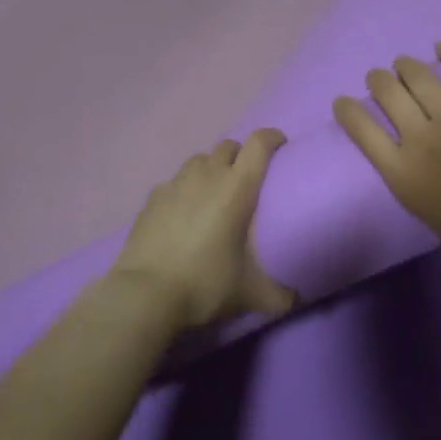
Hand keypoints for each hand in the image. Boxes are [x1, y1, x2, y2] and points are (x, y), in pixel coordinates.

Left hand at [109, 130, 295, 329]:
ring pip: (199, 160)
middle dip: (240, 156)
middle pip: (228, 146)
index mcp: (237, 188)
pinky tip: (183, 213)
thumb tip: (295, 300)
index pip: (259, 143)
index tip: (280, 147)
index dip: (272, 138)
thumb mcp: (250, 294)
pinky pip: (174, 182)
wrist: (145, 294)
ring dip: (211, 169)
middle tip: (246, 180)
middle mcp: (207, 176)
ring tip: (213, 194)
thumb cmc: (205, 284)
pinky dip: (184, 190)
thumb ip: (280, 295)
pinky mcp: (151, 198)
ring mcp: (175, 184)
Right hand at [333, 43, 440, 294]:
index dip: (347, 111)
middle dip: (377, 81)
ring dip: (405, 65)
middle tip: (379, 81)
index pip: (361, 131)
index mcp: (405, 178)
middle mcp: (421, 139)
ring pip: (418, 74)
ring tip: (404, 65)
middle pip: (386, 93)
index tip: (343, 103)